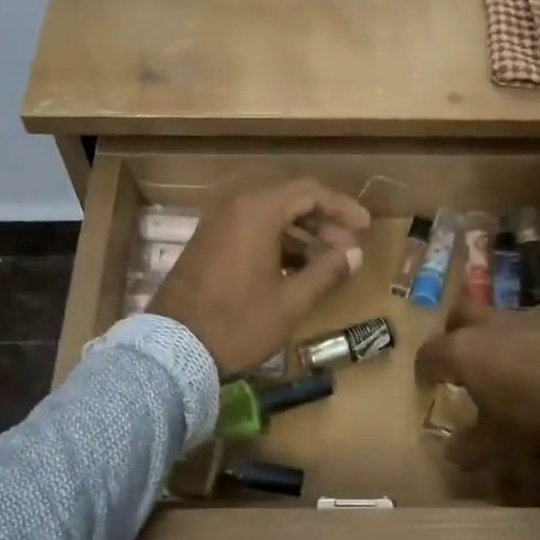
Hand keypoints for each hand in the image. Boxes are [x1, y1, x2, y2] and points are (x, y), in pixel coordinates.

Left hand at [150, 178, 370, 374]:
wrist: (173, 348)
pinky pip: (250, 227)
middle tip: (348, 246)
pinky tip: (295, 267)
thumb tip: (354, 254)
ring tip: (327, 259)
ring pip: (269, 213)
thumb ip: (326, 272)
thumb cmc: (238, 322)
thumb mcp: (291, 301)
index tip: (365, 227)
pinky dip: (276, 240)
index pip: (310, 191)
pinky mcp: (207, 242)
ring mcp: (217, 223)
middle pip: (289, 197)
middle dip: (323, 219)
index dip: (342, 207)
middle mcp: (235, 206)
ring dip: (300, 231)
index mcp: (257, 211)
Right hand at [414, 299, 539, 463]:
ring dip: (490, 337)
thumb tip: (451, 454)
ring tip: (500, 365)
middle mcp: (488, 326)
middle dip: (453, 334)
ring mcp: (524, 318)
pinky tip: (535, 366)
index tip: (427, 386)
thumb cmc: (532, 416)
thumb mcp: (495, 441)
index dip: (424, 370)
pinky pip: (527, 327)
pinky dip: (522, 342)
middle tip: (458, 360)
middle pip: (458, 316)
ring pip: (495, 318)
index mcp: (462, 350)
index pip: (429, 353)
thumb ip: (468, 446)